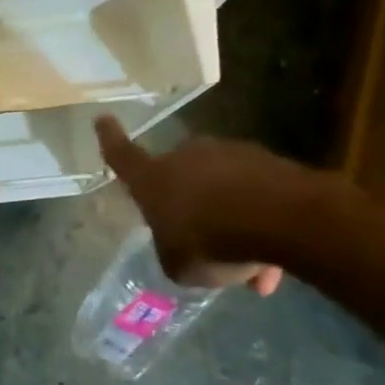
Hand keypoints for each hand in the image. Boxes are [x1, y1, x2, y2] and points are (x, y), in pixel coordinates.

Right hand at [95, 117, 315, 294]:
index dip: (110, 139)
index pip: (122, 155)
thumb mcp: (178, 264)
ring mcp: (230, 154)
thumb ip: (173, 252)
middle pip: (180, 176)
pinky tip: (273, 259)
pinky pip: (256, 196)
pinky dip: (260, 224)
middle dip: (190, 205)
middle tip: (204, 241)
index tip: (103, 118)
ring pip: (223, 191)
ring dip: (230, 222)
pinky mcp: (269, 161)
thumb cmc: (210, 241)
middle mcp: (186, 157)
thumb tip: (181, 247)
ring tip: (251, 267)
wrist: (281, 218)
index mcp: (152, 179)